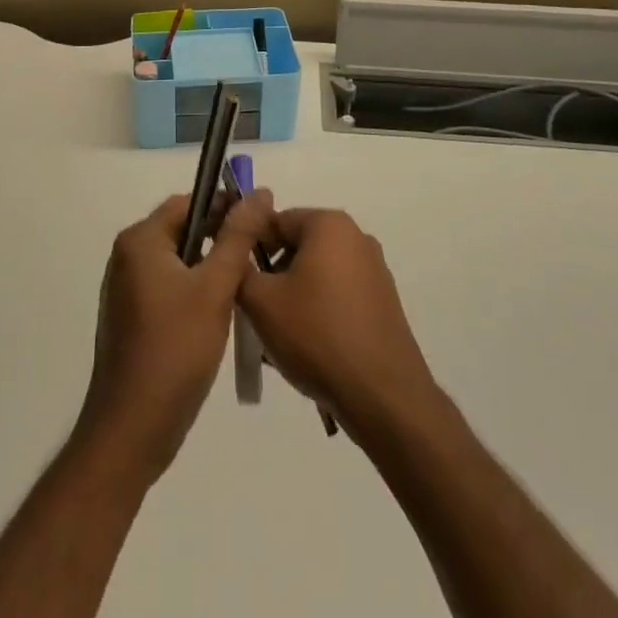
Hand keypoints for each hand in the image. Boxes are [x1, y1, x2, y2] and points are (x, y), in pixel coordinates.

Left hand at [74, 189, 275, 484]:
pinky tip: (220, 313)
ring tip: (247, 284)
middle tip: (260, 254)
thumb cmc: (175, 350)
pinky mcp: (131, 318)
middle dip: (220, 238)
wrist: (132, 430)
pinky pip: (169, 287)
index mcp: (140, 241)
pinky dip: (195, 290)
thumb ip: (238, 236)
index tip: (262, 221)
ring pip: (178, 261)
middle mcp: (127, 257)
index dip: (225, 206)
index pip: (188, 202)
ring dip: (210, 267)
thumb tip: (258, 192)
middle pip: (182, 230)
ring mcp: (126, 289)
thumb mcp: (215, 288)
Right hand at [239, 208, 440, 442]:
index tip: (237, 278)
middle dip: (273, 273)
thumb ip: (238, 269)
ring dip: (294, 295)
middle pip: (298, 245)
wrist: (383, 396)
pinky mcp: (384, 302)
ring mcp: (375, 270)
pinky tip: (308, 346)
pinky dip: (319, 310)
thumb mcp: (261, 302)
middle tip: (255, 309)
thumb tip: (233, 257)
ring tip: (278, 335)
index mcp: (329, 224)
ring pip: (318, 273)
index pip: (275, 221)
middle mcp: (356, 237)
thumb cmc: (317, 335)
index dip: (250, 246)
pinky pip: (339, 295)